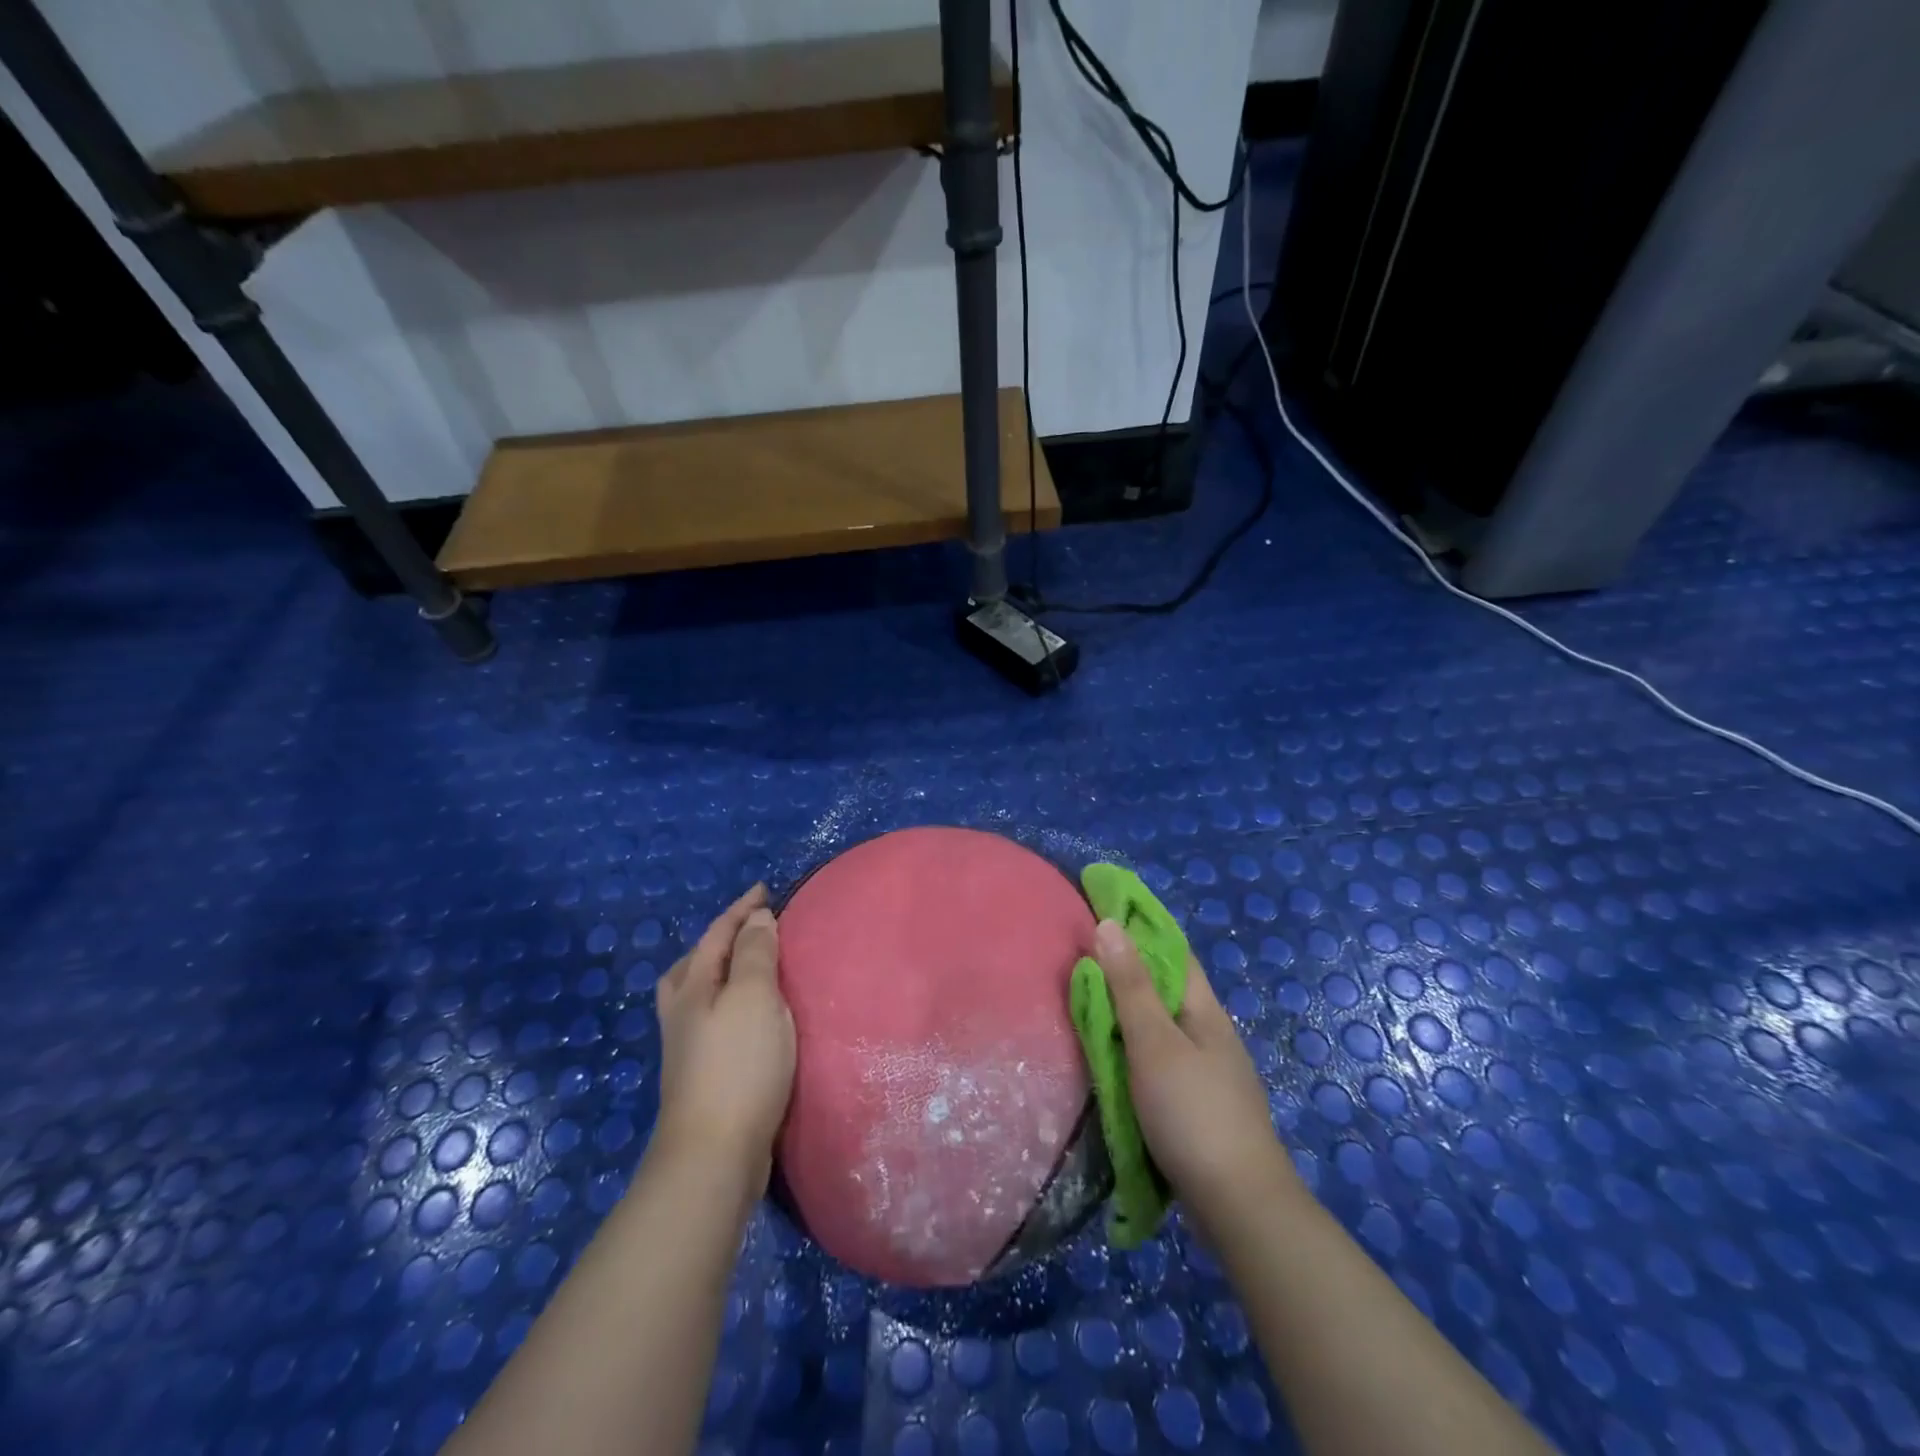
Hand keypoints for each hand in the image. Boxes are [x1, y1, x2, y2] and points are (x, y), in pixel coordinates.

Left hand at [654, 884, 794, 1195]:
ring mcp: (687, 1047)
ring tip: (750, 968)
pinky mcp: (702, 1075)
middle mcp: (682, 1012)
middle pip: (696, 962)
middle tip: (751, 927)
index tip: (765, 890)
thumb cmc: (738, 1064)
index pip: (717, 934)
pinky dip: (731, 1003)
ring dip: (723, 972)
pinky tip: (751, 1019)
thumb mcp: (754, 996)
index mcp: (692, 987)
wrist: (713, 1154)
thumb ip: (756, 954)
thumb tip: (756, 917)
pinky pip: (715, 1019)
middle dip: (721, 939)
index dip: (741, 909)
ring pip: (701, 993)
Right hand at [1091, 919, 1296, 1231]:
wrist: (1240, 1207)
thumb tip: (1109, 923)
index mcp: (1205, 1010)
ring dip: (1129, 1011)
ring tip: (1088, 1003)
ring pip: (1162, 1026)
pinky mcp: (1199, 1105)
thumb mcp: (1154, 1043)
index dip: (1141, 927)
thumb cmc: (1193, 1113)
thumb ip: (1129, 986)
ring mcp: (1209, 1072)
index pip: (1173, 952)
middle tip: (1081, 958)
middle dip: (1128, 969)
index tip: (1102, 910)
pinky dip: (1134, 1047)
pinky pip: (1160, 1059)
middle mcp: (1210, 1033)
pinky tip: (1113, 1058)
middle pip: (1166, 989)